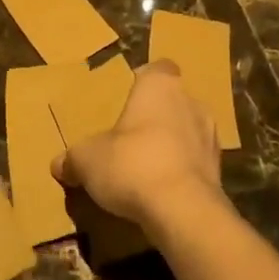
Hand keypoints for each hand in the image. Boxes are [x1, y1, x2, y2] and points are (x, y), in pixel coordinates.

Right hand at [53, 61, 222, 230]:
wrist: (183, 211)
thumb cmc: (132, 164)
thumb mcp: (88, 160)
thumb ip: (73, 158)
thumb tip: (59, 164)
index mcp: (160, 86)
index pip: (158, 69)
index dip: (144, 81)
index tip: (127, 97)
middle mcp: (191, 102)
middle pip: (173, 101)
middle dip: (155, 116)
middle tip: (129, 136)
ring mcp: (211, 136)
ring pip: (188, 131)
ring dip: (171, 144)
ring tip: (146, 166)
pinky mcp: (220, 170)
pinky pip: (195, 162)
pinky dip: (182, 171)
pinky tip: (162, 190)